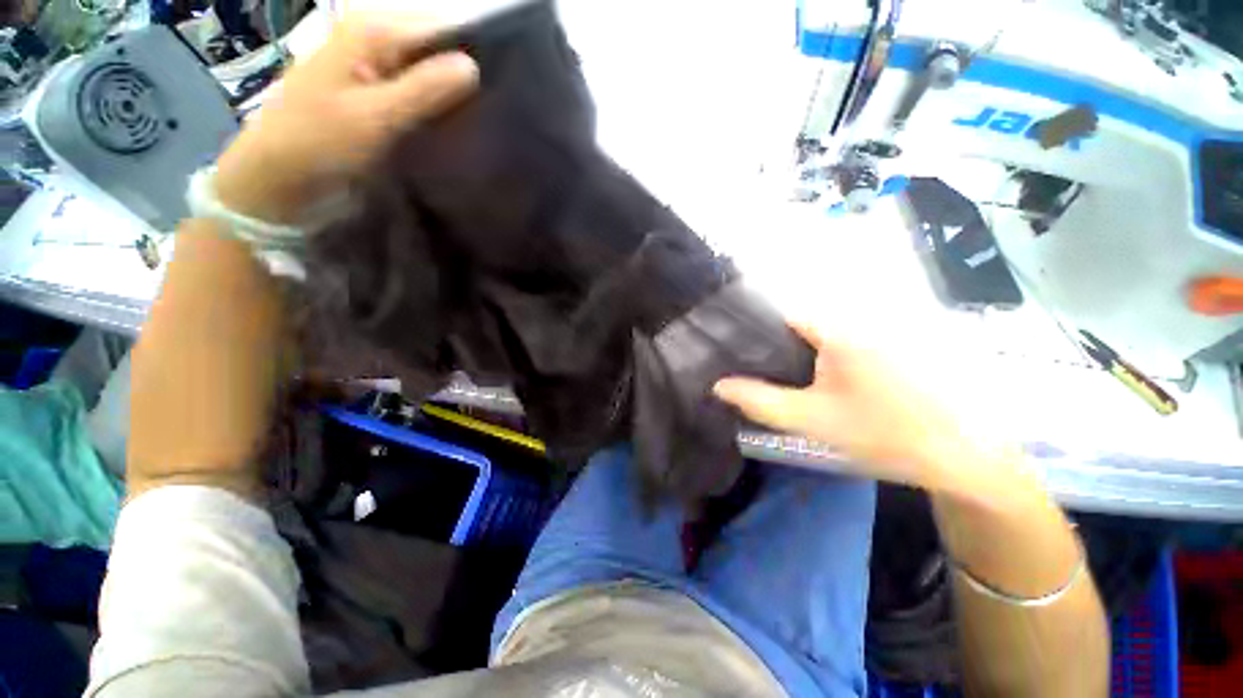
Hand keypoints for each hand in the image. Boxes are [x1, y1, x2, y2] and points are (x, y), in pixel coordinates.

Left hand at [214, 13, 477, 222]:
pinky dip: (438, 107)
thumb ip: (423, 90)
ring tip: (482, 121)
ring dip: (453, 94)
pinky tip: (455, 126)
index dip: (473, 51)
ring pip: (430, 70)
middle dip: (464, 74)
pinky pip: (419, 92)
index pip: (439, 27)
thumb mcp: (374, 117)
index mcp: (372, 31)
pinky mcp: (378, 94)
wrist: (280, 174)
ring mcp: (376, 67)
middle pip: (435, 46)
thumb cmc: (319, 142)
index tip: (503, 86)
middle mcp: (376, 39)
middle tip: (494, 110)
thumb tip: (474, 66)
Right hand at [714, 322, 994, 494]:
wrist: (961, 455)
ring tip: (779, 372)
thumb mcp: (811, 421)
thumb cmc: (882, 433)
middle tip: (754, 366)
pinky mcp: (892, 344)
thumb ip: (760, 401)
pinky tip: (817, 377)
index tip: (736, 348)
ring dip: (798, 348)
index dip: (755, 328)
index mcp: (839, 330)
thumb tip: (718, 385)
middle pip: (801, 321)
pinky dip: (822, 353)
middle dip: (774, 341)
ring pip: (822, 331)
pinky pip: (843, 340)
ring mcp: (879, 330)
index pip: (782, 313)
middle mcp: (859, 319)